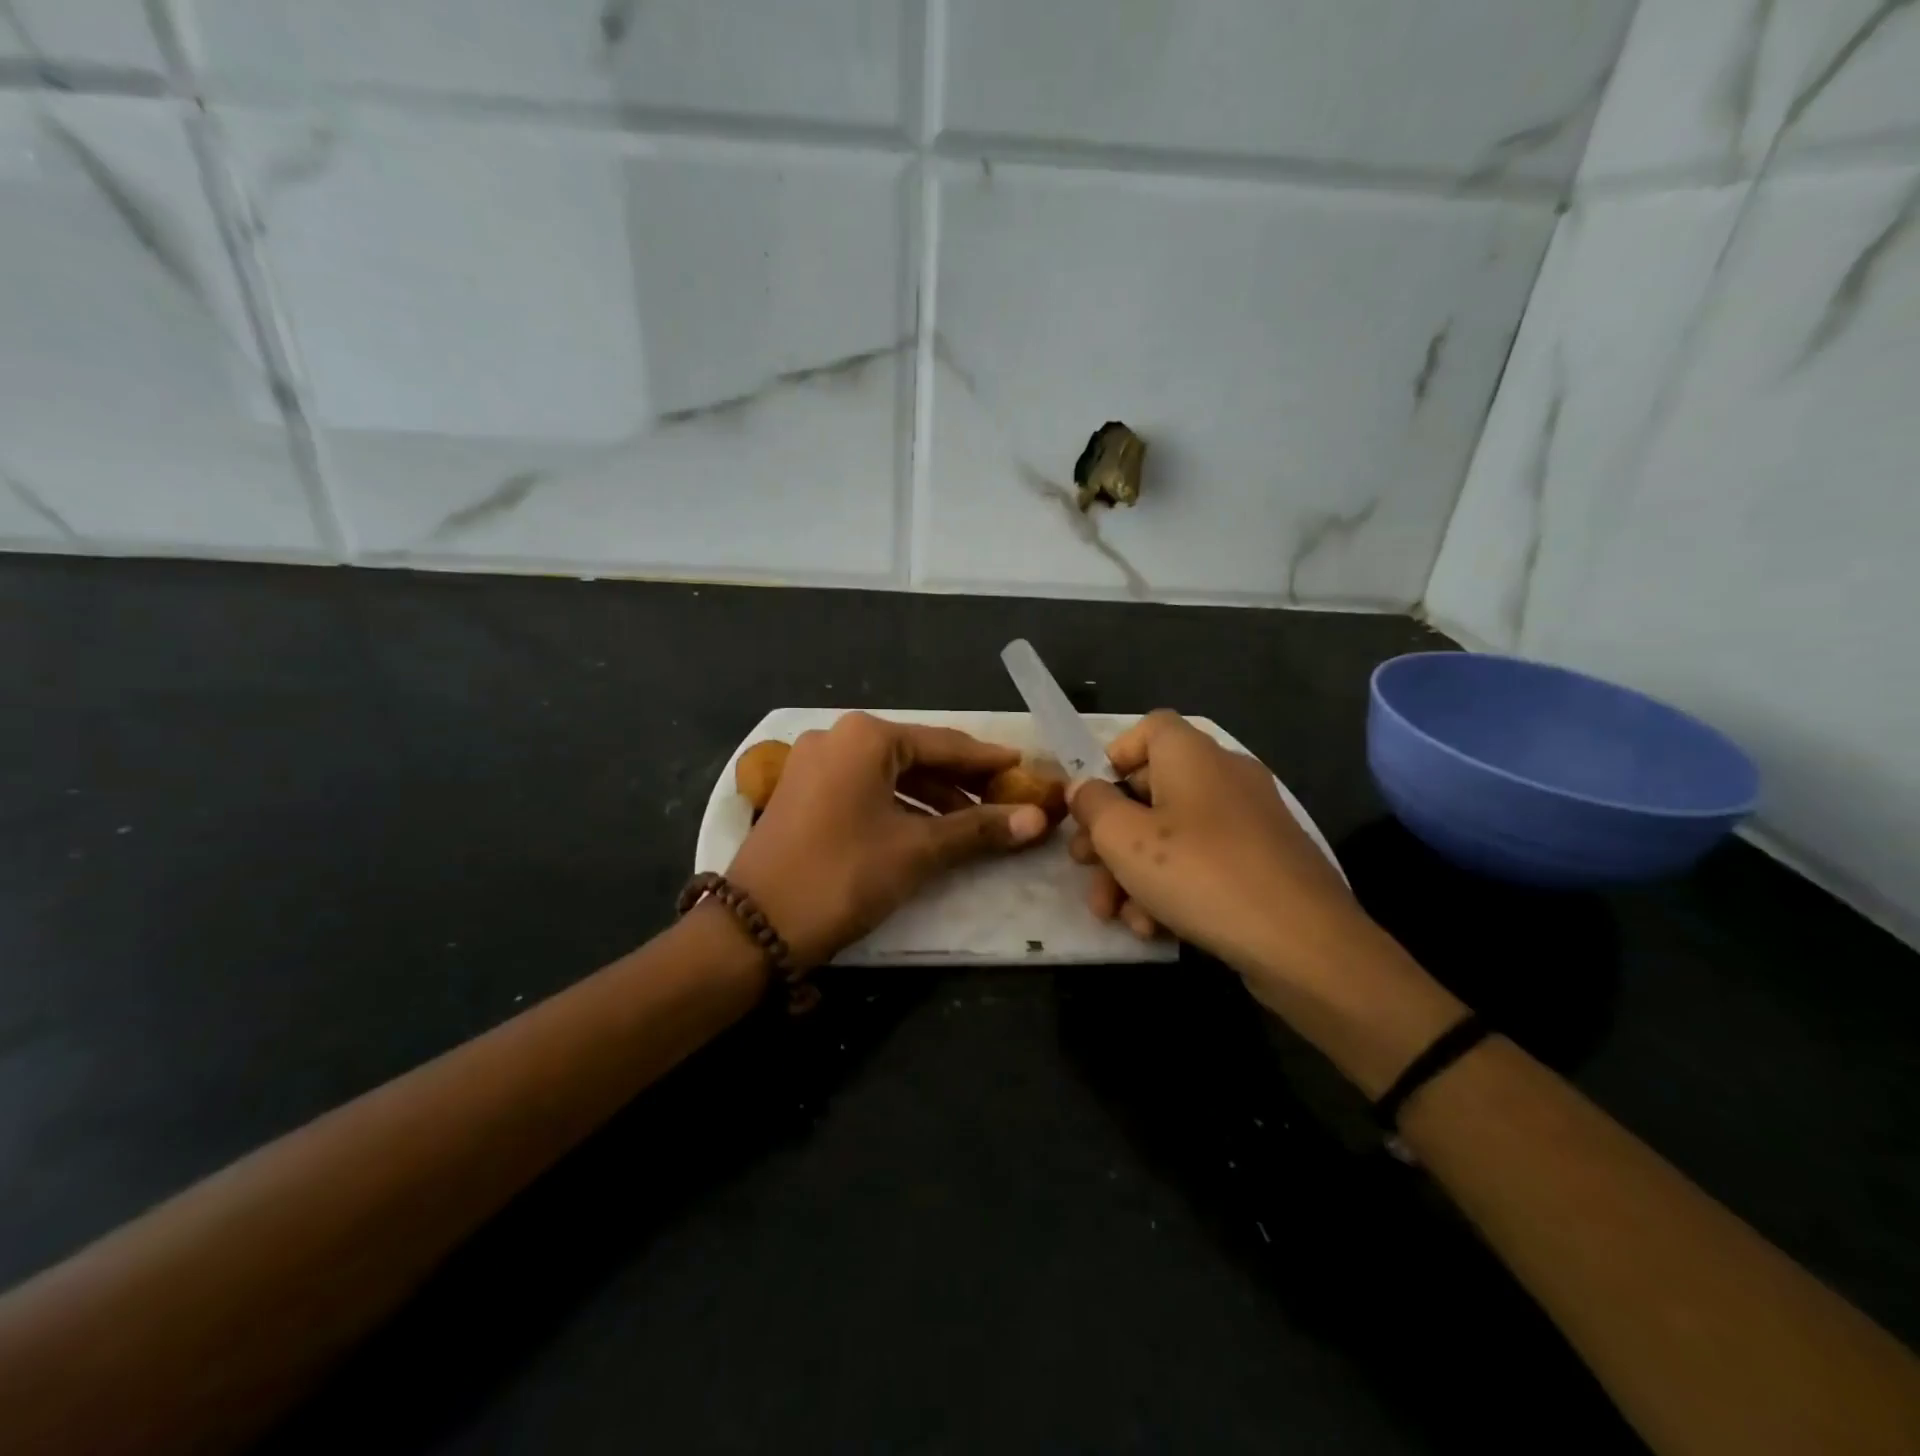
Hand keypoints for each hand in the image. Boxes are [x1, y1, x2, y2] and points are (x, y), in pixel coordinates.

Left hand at [726, 712, 1051, 971]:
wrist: (754, 926)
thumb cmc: (842, 875)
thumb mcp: (917, 850)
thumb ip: (977, 829)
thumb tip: (1038, 819)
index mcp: (865, 737)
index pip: (944, 744)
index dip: (988, 761)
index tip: (1024, 767)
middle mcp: (837, 738)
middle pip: (916, 756)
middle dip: (961, 782)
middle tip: (1005, 801)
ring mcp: (813, 764)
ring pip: (889, 774)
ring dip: (932, 797)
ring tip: (972, 823)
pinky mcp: (801, 792)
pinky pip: (864, 789)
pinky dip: (898, 806)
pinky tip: (925, 829)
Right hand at [1067, 710, 1368, 985]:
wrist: (1303, 942)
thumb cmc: (1200, 873)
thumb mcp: (1124, 838)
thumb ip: (1093, 805)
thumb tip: (1084, 788)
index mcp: (1193, 755)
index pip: (1150, 728)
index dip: (1113, 757)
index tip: (1091, 800)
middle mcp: (1225, 777)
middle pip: (1152, 789)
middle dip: (1110, 834)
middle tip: (1084, 868)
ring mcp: (1249, 821)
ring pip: (1173, 834)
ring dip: (1133, 872)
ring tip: (1114, 915)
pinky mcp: (1264, 863)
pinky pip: (1204, 862)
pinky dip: (1173, 887)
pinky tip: (1153, 929)